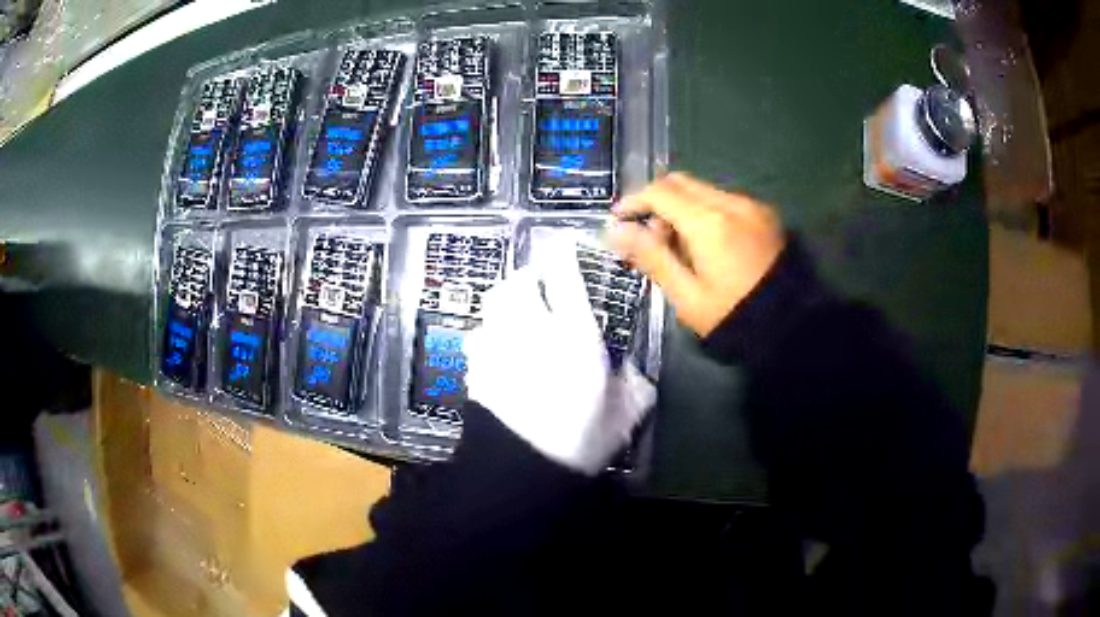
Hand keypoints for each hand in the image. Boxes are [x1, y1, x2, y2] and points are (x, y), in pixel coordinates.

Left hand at [464, 240, 655, 474]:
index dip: (562, 256)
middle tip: (538, 287)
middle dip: (527, 278)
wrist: (521, 469)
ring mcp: (497, 346)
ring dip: (505, 305)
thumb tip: (631, 370)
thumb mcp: (624, 415)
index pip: (564, 276)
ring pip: (492, 306)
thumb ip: (634, 386)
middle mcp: (531, 329)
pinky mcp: (474, 368)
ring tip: (516, 319)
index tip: (564, 250)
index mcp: (573, 333)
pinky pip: (478, 337)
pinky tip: (498, 354)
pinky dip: (488, 336)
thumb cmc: (580, 440)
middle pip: (517, 283)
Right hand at [608, 173, 785, 336]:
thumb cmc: (733, 316)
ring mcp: (752, 206)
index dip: (634, 201)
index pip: (660, 192)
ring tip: (677, 245)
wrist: (790, 326)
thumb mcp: (687, 295)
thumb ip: (651, 257)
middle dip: (657, 201)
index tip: (619, 219)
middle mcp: (731, 203)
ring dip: (681, 207)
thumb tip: (615, 231)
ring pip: (703, 190)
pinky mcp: (765, 214)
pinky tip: (705, 244)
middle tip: (648, 235)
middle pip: (681, 182)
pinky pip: (724, 201)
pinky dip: (705, 212)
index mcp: (709, 222)